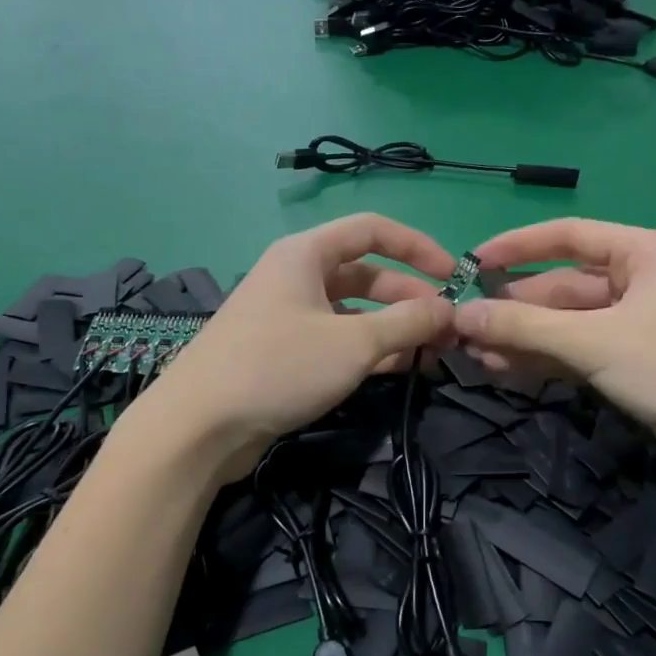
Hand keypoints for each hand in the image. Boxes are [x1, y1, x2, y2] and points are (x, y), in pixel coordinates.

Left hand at [132, 214, 456, 480]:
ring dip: (392, 328)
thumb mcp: (354, 343)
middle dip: (409, 298)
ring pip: (353, 312)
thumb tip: (450, 310)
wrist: (200, 426)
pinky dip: (368, 350)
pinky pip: (336, 340)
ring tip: (431, 353)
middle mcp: (296, 277)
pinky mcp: (283, 353)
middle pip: (366, 274)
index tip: (455, 275)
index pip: (373, 229)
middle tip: (447, 329)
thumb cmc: (279, 367)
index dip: (417, 247)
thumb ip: (408, 323)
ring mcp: (287, 316)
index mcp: (306, 254)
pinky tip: (398, 370)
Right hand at [455, 218, 655, 468]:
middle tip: (465, 326)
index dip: (517, 246)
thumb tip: (460, 315)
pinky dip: (546, 358)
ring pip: (568, 323)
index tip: (472, 263)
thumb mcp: (593, 342)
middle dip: (515, 308)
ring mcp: (638, 323)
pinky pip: (579, 350)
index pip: (569, 236)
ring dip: (524, 338)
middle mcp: (642, 280)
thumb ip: (524, 326)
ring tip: (475, 354)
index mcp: (645, 252)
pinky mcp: (635, 361)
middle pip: (563, 286)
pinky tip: (505, 369)